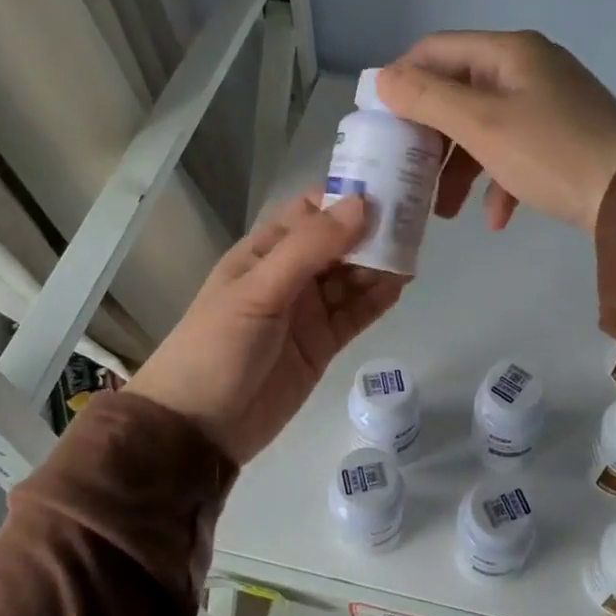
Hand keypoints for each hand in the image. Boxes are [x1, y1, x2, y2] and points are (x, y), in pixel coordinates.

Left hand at [124, 193, 402, 463]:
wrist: (198, 429)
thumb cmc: (217, 348)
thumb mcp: (259, 291)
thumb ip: (309, 248)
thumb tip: (362, 204)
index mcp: (264, 252)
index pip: (311, 212)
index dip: (347, 198)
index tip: (390, 186)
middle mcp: (288, 276)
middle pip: (338, 244)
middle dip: (372, 231)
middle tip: (416, 219)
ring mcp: (307, 312)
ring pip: (351, 278)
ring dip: (380, 264)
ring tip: (416, 249)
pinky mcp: (322, 345)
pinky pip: (355, 314)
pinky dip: (377, 300)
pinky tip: (402, 285)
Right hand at [376, 31, 615, 233]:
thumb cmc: (550, 153)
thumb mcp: (481, 125)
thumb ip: (427, 99)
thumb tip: (382, 79)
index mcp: (508, 52)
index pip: (436, 50)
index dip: (402, 80)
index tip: (380, 122)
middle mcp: (527, 68)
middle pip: (458, 92)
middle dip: (430, 137)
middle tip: (409, 172)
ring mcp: (547, 103)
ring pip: (483, 128)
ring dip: (460, 168)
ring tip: (444, 212)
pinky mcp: (560, 136)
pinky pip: (514, 151)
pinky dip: (498, 180)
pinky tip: (496, 218)